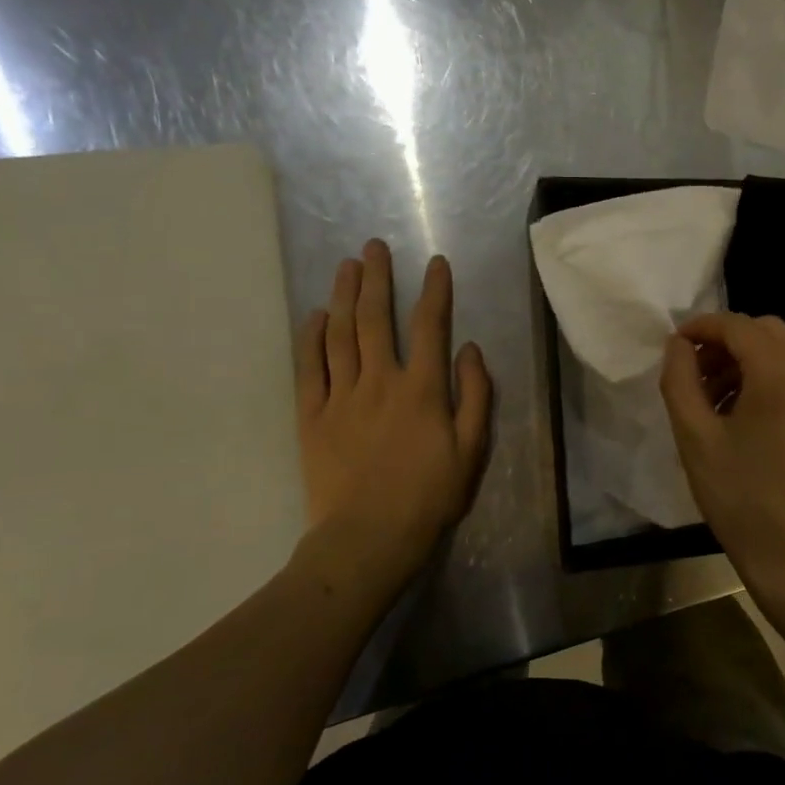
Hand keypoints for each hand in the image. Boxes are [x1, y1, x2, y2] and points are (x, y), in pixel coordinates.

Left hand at [291, 241, 492, 597]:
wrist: (368, 537)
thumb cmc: (429, 496)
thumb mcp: (472, 450)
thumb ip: (475, 395)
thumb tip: (469, 348)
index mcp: (423, 389)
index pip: (430, 326)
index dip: (434, 291)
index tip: (435, 262)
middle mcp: (380, 381)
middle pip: (376, 319)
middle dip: (377, 278)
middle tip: (372, 247)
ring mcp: (341, 396)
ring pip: (341, 335)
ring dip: (345, 296)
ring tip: (346, 266)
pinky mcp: (312, 416)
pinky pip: (309, 367)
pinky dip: (311, 337)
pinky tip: (316, 315)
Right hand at [659, 313, 784, 609]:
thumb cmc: (742, 497)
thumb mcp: (695, 437)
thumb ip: (680, 379)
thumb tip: (678, 344)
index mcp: (782, 373)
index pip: (737, 326)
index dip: (701, 327)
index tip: (673, 346)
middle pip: (763, 331)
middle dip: (723, 342)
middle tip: (691, 373)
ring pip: (779, 350)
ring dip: (742, 359)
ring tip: (709, 399)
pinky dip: (763, 376)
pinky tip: (737, 411)